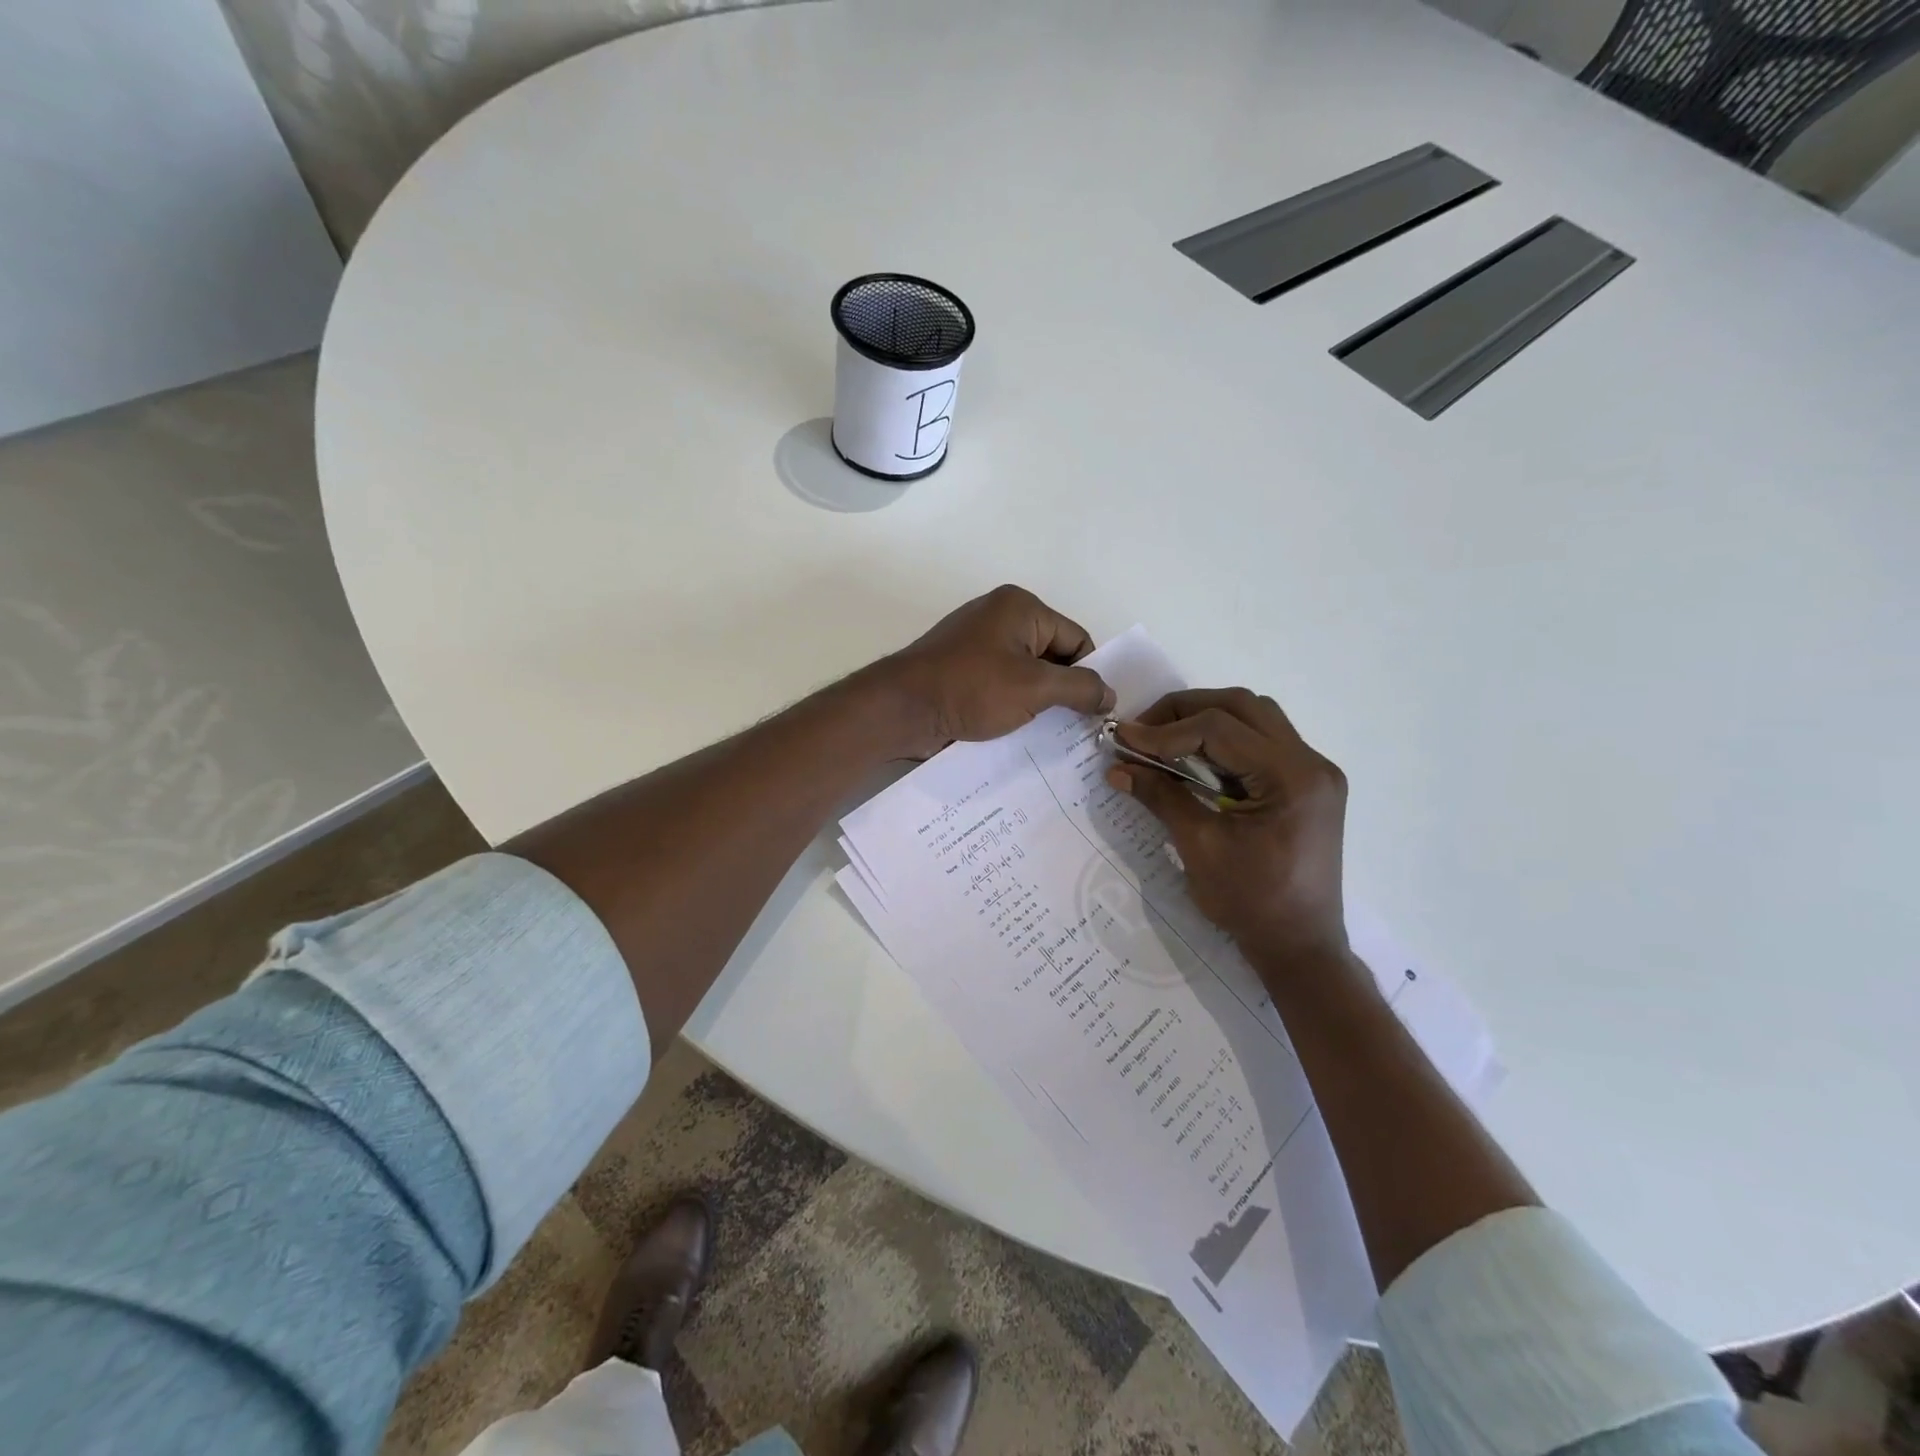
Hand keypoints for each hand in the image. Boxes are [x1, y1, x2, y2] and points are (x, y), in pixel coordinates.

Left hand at [875, 585, 1116, 758]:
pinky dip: (1014, 706)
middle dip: (1065, 690)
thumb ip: (1080, 688)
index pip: (1077, 639)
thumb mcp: (1035, 687)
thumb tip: (1110, 695)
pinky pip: (1001, 685)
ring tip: (1053, 735)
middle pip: (1053, 655)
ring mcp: (978, 645)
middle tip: (1079, 728)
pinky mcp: (962, 671)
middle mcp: (1000, 617)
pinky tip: (1022, 732)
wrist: (902, 710)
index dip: (1090, 675)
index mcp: (1020, 607)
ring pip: (1027, 674)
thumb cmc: (972, 688)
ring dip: (1039, 703)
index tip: (1096, 712)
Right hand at [1107, 688, 1350, 968]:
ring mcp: (1313, 772)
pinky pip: (1261, 743)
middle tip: (1143, 731)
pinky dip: (1224, 741)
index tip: (1124, 741)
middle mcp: (1311, 763)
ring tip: (1164, 739)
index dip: (1166, 730)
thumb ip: (1161, 797)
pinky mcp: (1306, 785)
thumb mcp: (1199, 847)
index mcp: (1292, 777)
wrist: (1300, 947)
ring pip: (1255, 718)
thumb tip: (1118, 766)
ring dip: (1206, 719)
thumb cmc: (1251, 903)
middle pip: (1242, 706)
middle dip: (1185, 711)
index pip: (1220, 728)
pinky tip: (1193, 758)